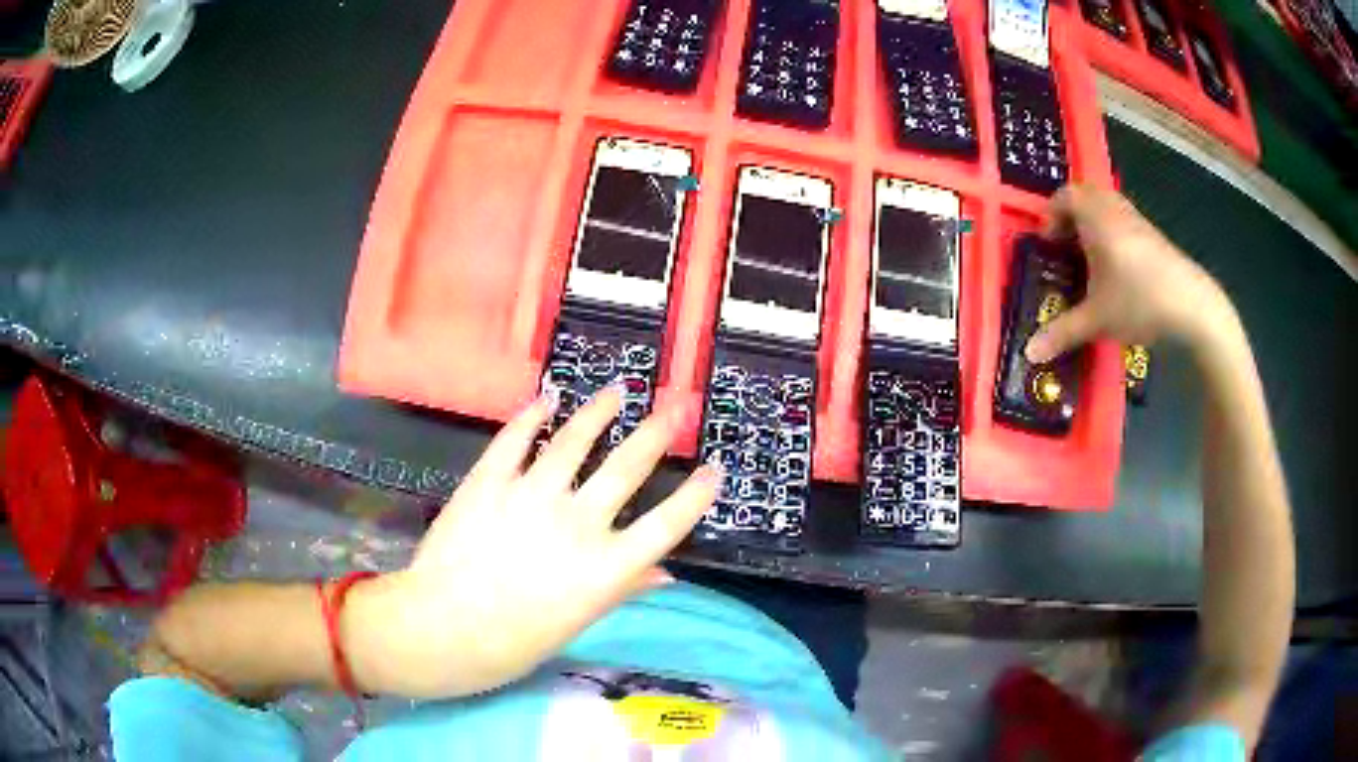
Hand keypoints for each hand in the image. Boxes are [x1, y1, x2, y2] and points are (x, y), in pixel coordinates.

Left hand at [344, 388, 719, 698]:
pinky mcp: (490, 481)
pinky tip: (548, 398)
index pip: (666, 525)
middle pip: (627, 469)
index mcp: (605, 568)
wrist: (443, 628)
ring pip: (574, 441)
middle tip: (675, 408)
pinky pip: (515, 439)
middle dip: (656, 434)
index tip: (714, 470)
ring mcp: (531, 495)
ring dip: (599, 412)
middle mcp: (577, 524)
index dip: (695, 496)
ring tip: (618, 391)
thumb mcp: (576, 623)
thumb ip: (622, 590)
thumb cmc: (514, 642)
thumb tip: (666, 573)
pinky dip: (533, 415)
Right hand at [1025, 186, 1233, 362]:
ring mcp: (1138, 221)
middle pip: (1087, 194)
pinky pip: (1125, 219)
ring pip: (1108, 205)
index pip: (1065, 196)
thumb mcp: (1097, 319)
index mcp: (1095, 218)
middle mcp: (1115, 210)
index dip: (1051, 215)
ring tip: (1090, 255)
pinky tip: (1117, 267)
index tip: (1048, 243)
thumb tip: (1028, 354)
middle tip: (1066, 244)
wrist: (1192, 306)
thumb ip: (1062, 332)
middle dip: (1072, 214)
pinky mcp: (1155, 236)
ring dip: (1094, 221)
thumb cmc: (1138, 301)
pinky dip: (1114, 231)